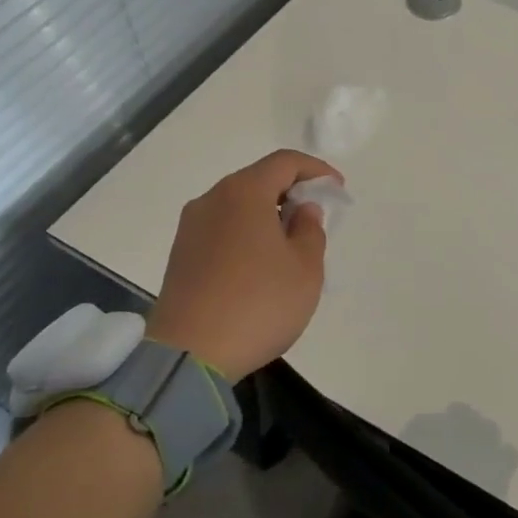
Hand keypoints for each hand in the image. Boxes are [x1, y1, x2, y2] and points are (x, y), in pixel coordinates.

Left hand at [144, 150, 343, 382]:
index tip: (337, 190)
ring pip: (238, 206)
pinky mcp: (181, 254)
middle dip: (291, 192)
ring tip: (291, 244)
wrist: (190, 354)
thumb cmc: (259, 304)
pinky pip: (222, 228)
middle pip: (257, 180)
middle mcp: (212, 200)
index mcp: (244, 193)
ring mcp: (191, 227)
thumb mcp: (305, 269)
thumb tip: (301, 210)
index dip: (316, 170)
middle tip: (316, 217)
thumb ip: (310, 230)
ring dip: (268, 214)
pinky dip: (247, 233)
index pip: (284, 162)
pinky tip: (261, 263)